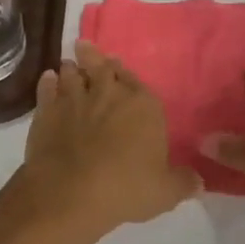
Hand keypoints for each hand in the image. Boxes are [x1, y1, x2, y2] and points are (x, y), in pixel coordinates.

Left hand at [17, 41, 200, 239]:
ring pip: (72, 73)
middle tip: (87, 49)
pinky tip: (48, 79)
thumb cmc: (126, 189)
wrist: (70, 194)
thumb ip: (183, 182)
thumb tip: (198, 181)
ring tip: (69, 65)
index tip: (118, 65)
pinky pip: (47, 89)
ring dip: (72, 69)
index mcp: (143, 106)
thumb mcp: (165, 192)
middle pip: (101, 67)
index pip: (136, 81)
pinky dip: (48, 83)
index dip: (126, 74)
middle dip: (95, 58)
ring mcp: (74, 100)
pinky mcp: (46, 113)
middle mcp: (108, 94)